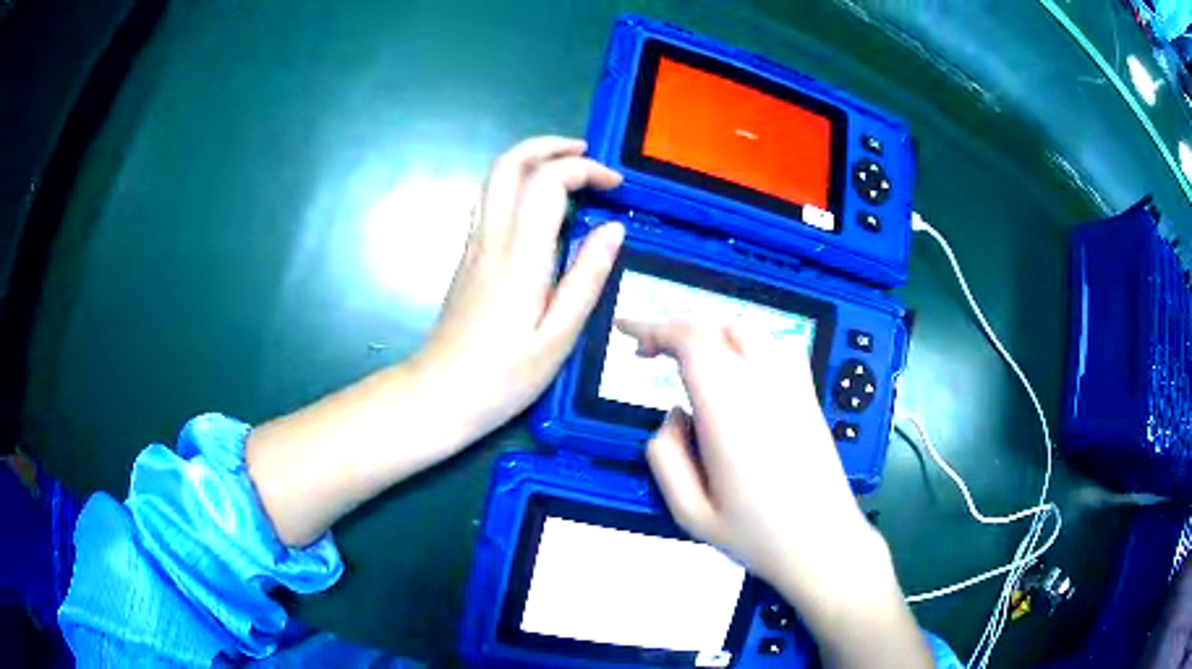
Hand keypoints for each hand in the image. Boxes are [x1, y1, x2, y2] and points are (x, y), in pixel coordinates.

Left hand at [415, 136, 624, 440]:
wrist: (439, 394)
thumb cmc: (503, 377)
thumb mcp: (558, 338)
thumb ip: (587, 279)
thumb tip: (613, 228)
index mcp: (520, 257)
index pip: (548, 182)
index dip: (585, 170)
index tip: (616, 187)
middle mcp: (491, 238)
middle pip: (509, 163)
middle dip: (550, 146)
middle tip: (587, 154)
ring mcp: (474, 245)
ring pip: (494, 177)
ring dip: (531, 160)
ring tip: (569, 171)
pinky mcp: (467, 257)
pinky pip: (490, 201)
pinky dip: (519, 184)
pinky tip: (542, 207)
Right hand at [617, 320, 882, 604]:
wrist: (824, 545)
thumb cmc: (757, 537)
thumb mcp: (690, 513)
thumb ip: (665, 456)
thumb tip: (672, 414)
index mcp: (730, 415)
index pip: (691, 342)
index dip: (653, 326)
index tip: (626, 331)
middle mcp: (764, 389)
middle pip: (716, 327)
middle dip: (674, 329)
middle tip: (649, 352)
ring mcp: (793, 388)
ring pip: (748, 331)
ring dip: (709, 333)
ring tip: (688, 358)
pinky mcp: (810, 396)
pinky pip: (777, 347)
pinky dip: (747, 344)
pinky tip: (738, 370)